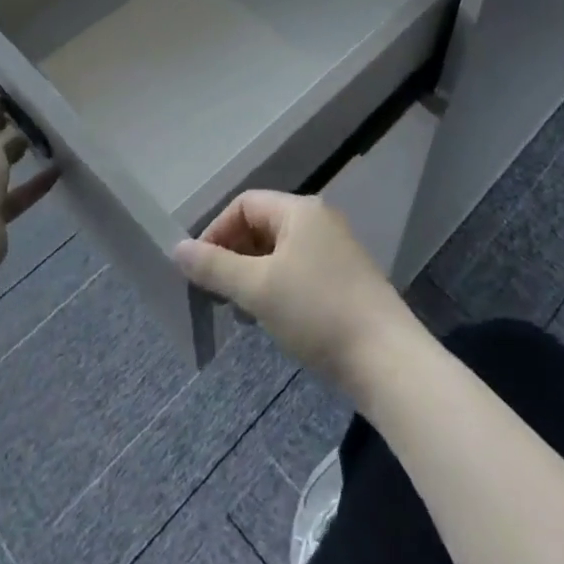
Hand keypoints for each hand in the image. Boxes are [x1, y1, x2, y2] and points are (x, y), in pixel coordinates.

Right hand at [174, 191, 418, 397]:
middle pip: (262, 226)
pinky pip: (298, 272)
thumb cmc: (317, 312)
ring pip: (279, 253)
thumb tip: (177, 248)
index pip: (245, 204)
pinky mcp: (345, 280)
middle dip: (233, 256)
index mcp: (299, 210)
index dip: (216, 232)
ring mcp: (335, 251)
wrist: (387, 359)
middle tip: (215, 293)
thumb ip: (215, 267)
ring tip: (240, 311)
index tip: (199, 270)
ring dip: (253, 276)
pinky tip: (271, 319)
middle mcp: (319, 221)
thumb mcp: (258, 289)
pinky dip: (276, 288)